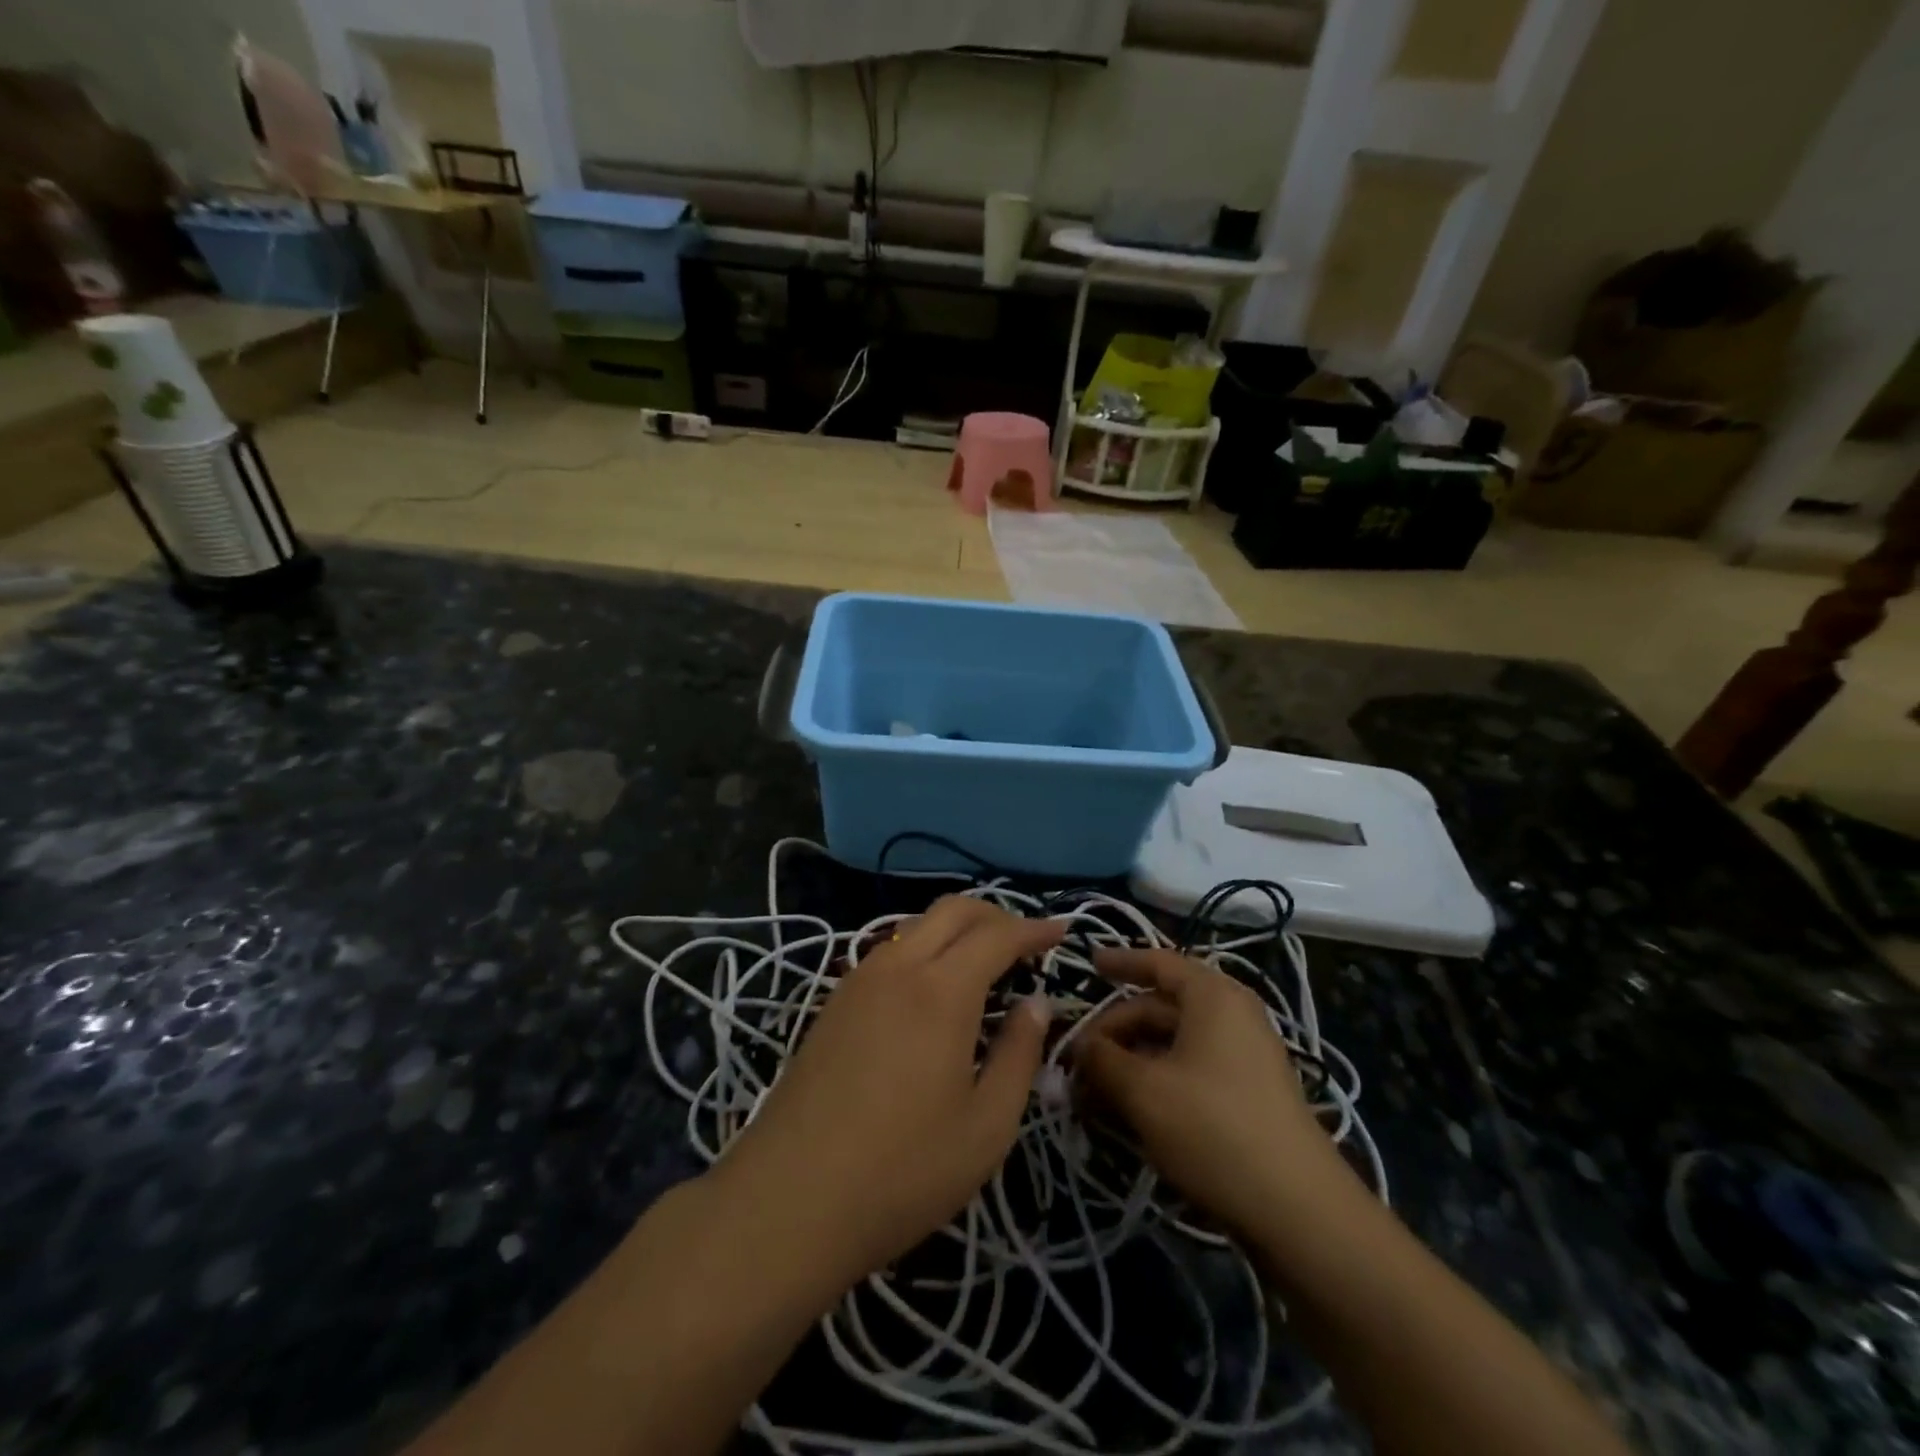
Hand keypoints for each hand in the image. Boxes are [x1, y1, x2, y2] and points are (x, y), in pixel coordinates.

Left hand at [714, 896, 1061, 1291]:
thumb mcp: (986, 1126)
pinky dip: (924, 949)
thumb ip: (1019, 1054)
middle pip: (952, 910)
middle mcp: (898, 967)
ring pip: (917, 926)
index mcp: (941, 990)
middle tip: (1026, 943)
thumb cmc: (902, 1171)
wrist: (789, 1199)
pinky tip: (933, 990)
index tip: (1061, 931)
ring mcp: (859, 980)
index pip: (997, 935)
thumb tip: (1035, 1003)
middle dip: (995, 915)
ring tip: (984, 965)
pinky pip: (890, 951)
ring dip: (957, 930)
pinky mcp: (834, 1002)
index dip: (1033, 928)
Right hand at [1074, 948, 1362, 1245]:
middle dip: (1114, 1030)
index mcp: (1212, 995)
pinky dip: (1156, 1080)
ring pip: (1172, 1042)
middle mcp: (1231, 1015)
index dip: (1119, 962)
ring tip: (1093, 1090)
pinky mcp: (1247, 1094)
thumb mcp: (1143, 1091)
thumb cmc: (1214, 1129)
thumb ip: (1102, 1060)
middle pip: (1159, 1006)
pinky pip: (1190, 1069)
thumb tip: (1079, 1046)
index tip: (1087, 965)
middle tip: (1076, 1060)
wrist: (1299, 1211)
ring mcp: (1244, 1056)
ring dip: (1130, 1060)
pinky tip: (1129, 1110)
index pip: (1158, 961)